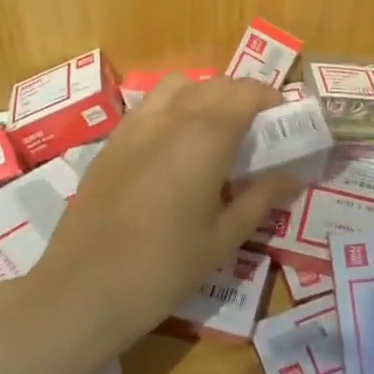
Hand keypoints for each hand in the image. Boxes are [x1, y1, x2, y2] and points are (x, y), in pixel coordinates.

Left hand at [33, 75, 302, 356]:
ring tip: (215, 134)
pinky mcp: (112, 141)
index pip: (247, 92)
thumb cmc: (163, 268)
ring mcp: (136, 125)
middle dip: (243, 98)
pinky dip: (173, 109)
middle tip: (257, 134)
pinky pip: (150, 106)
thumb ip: (260, 199)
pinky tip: (174, 149)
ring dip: (205, 96)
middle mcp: (172, 116)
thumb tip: (292, 177)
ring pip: (179, 85)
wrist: (82, 290)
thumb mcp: (222, 239)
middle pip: (216, 84)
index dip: (271, 98)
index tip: (284, 122)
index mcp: (206, 135)